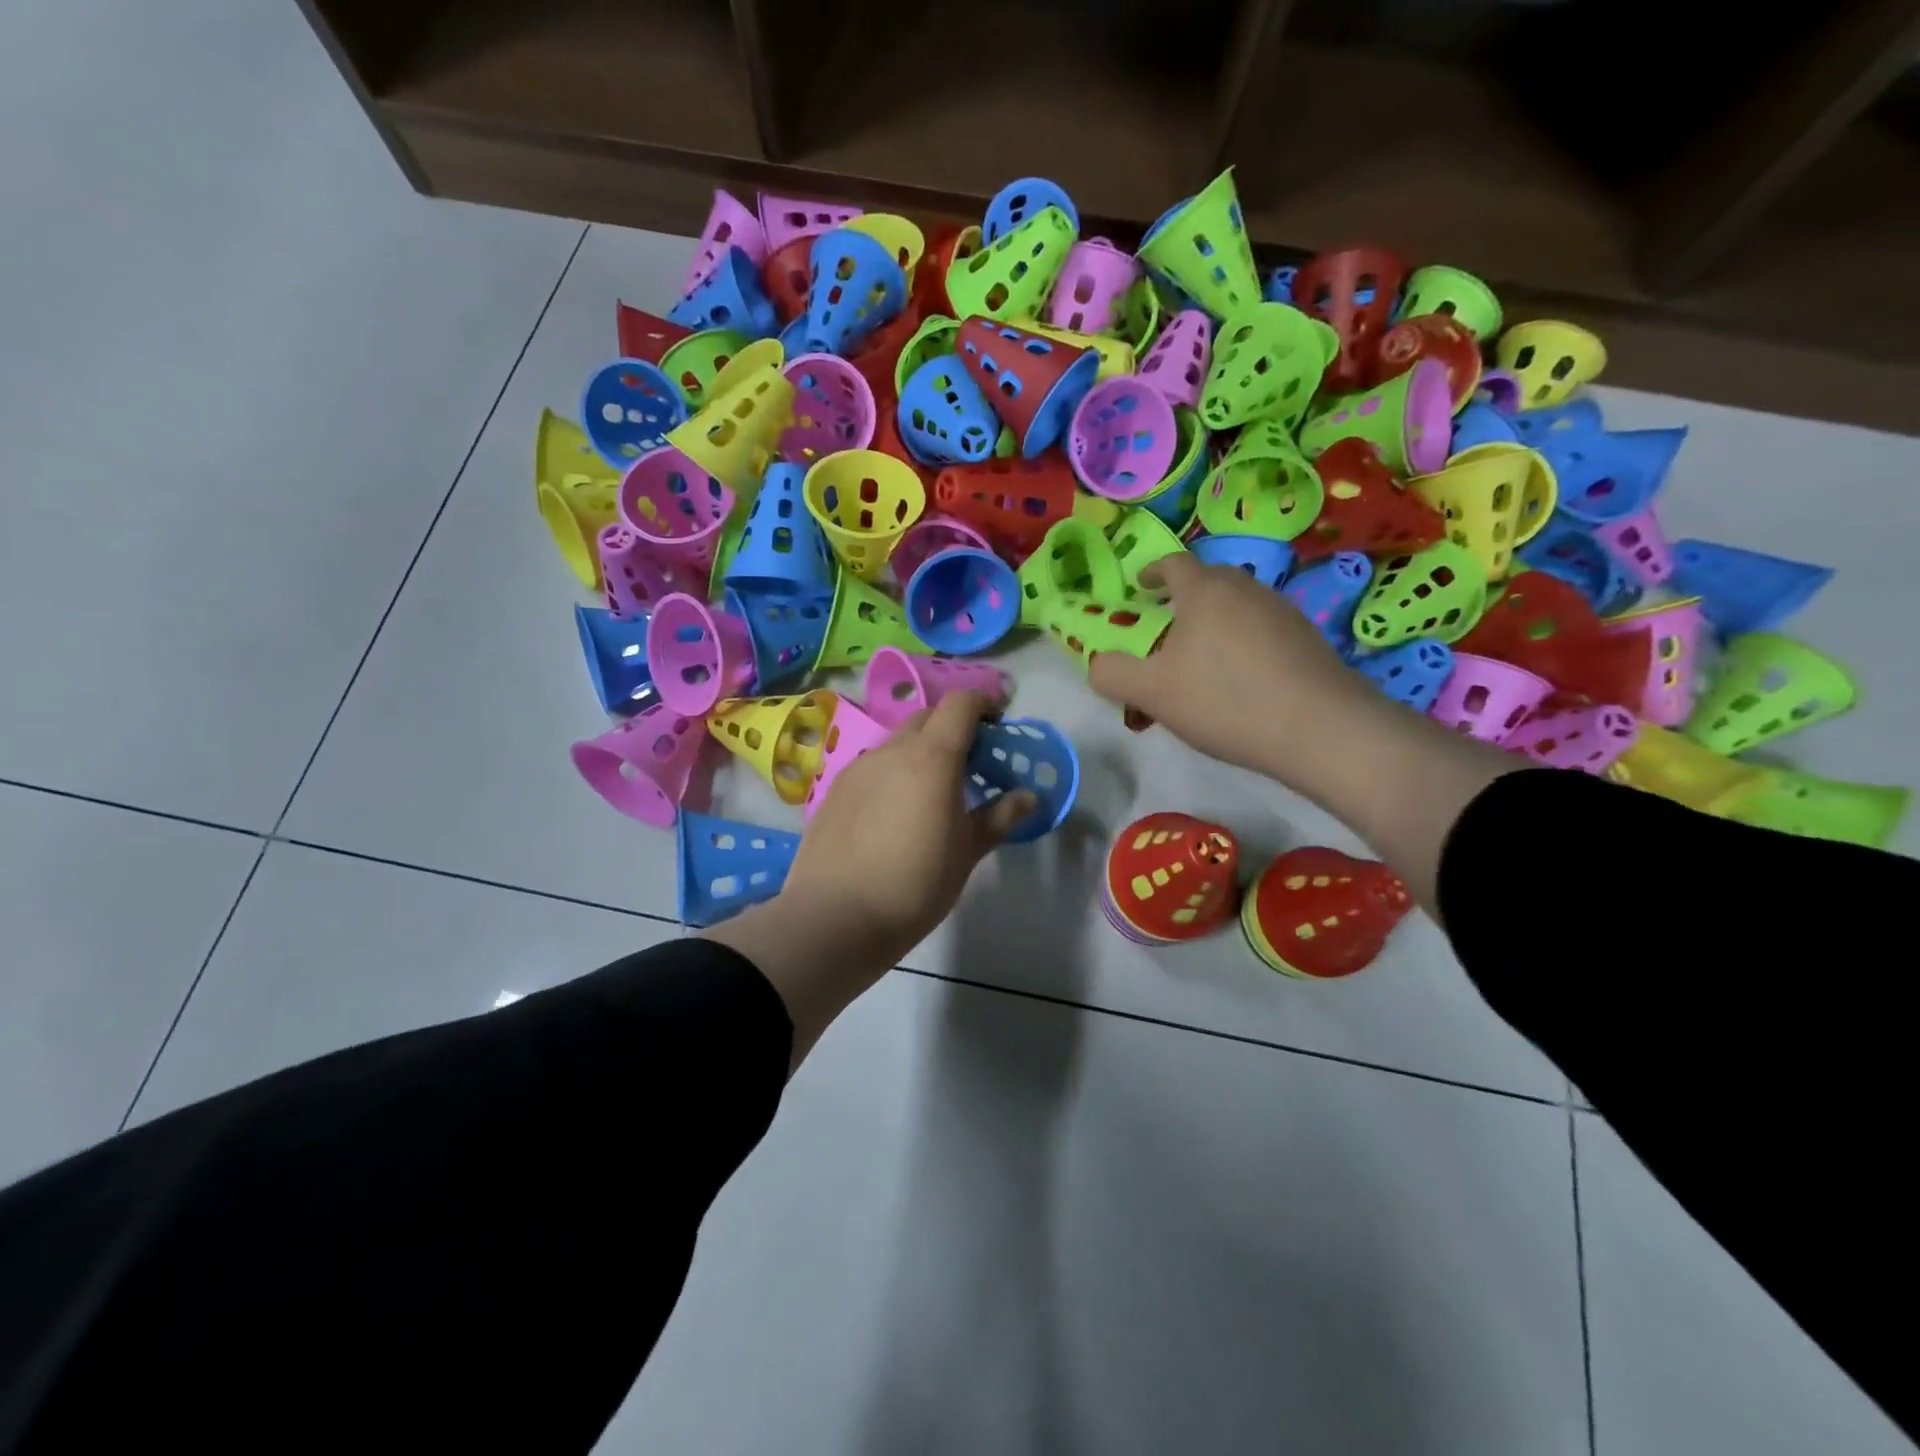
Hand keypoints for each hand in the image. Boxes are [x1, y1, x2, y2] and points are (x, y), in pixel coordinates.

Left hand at [702, 689, 1033, 1069]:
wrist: (834, 918)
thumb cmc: (915, 884)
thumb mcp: (967, 853)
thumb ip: (999, 817)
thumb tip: (1028, 796)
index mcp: (932, 757)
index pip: (960, 704)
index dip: (984, 703)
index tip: (999, 723)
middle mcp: (892, 750)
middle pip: (928, 718)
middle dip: (954, 728)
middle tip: (971, 764)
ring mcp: (857, 768)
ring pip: (897, 743)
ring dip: (921, 752)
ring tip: (932, 792)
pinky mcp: (834, 790)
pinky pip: (873, 767)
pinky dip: (893, 773)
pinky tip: (894, 813)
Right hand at [1088, 552, 1518, 917]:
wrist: (1320, 729)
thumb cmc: (1225, 700)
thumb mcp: (1151, 692)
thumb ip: (1112, 674)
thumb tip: (1097, 663)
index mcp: (1205, 591)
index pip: (1174, 563)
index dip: (1153, 571)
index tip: (1141, 587)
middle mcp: (1246, 589)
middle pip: (1208, 581)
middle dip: (1182, 597)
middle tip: (1165, 626)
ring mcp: (1282, 611)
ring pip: (1237, 605)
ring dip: (1214, 622)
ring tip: (1201, 659)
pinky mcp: (1307, 639)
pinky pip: (1261, 628)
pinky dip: (1242, 641)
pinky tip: (1239, 679)